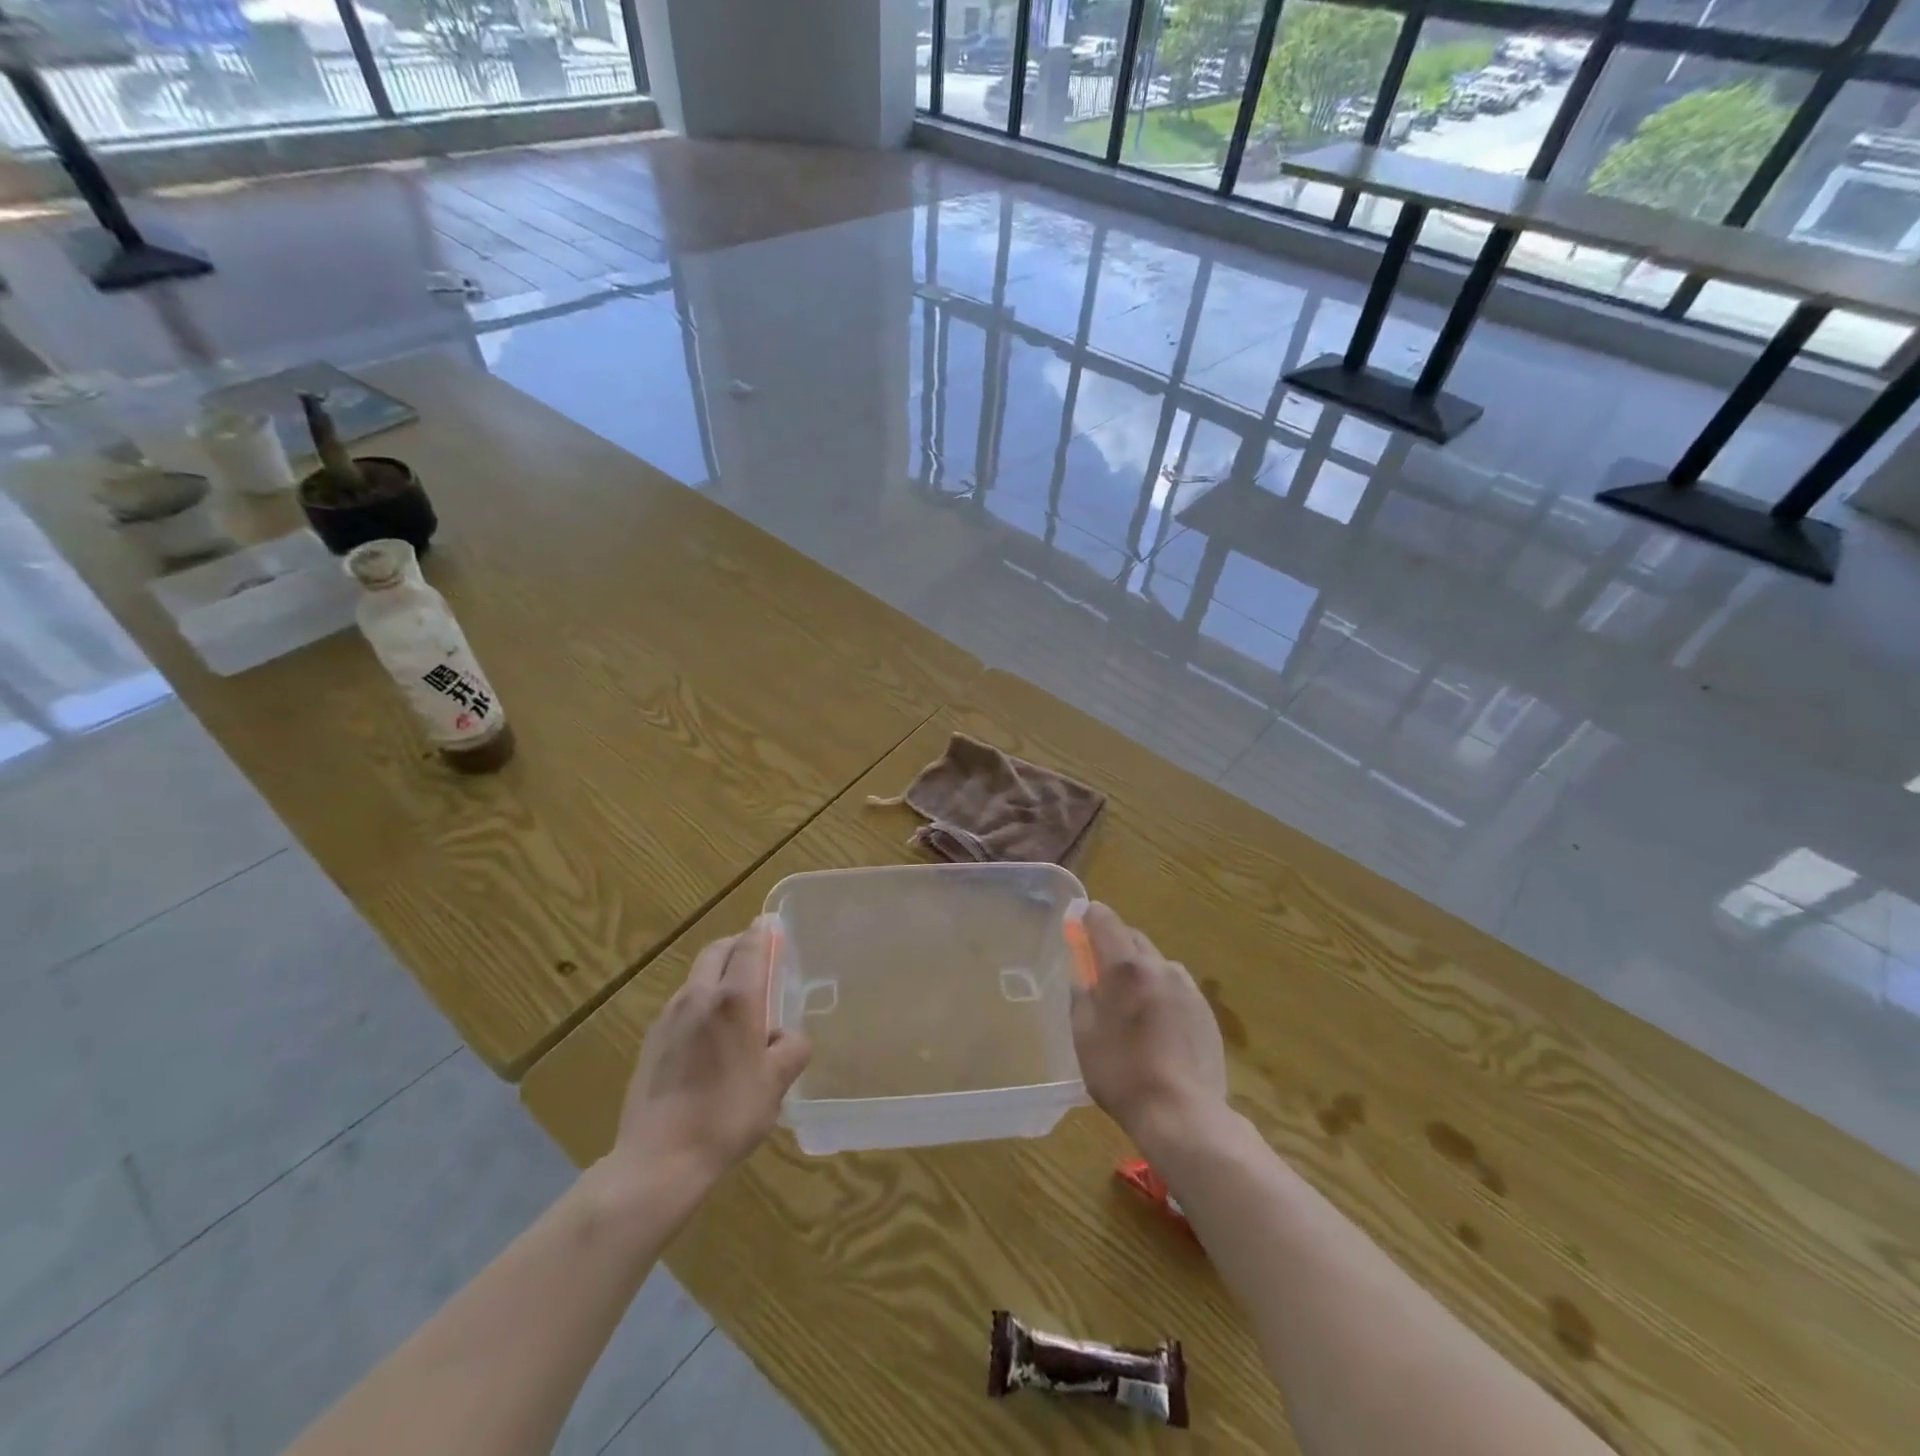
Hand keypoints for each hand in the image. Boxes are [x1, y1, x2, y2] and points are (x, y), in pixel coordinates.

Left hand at [611, 917, 810, 1183]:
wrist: (659, 1160)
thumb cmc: (728, 1115)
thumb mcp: (776, 1083)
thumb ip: (792, 1048)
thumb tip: (787, 1037)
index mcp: (734, 999)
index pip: (749, 946)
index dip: (763, 932)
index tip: (773, 926)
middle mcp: (698, 996)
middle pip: (717, 952)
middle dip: (738, 945)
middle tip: (758, 957)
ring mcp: (669, 1017)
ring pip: (696, 977)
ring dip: (717, 974)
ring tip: (737, 1001)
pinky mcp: (651, 1041)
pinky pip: (682, 1005)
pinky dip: (700, 1002)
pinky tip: (709, 1036)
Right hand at [1070, 903, 1226, 1146]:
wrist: (1184, 1114)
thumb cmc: (1122, 1074)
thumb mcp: (1085, 1035)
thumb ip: (1081, 995)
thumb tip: (1082, 974)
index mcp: (1126, 968)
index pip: (1105, 921)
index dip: (1089, 917)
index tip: (1079, 921)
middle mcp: (1160, 967)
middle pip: (1133, 938)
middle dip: (1115, 944)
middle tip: (1099, 967)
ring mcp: (1188, 988)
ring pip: (1157, 963)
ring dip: (1141, 970)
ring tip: (1131, 1002)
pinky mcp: (1206, 1011)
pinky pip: (1176, 987)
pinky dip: (1161, 992)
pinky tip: (1157, 1024)